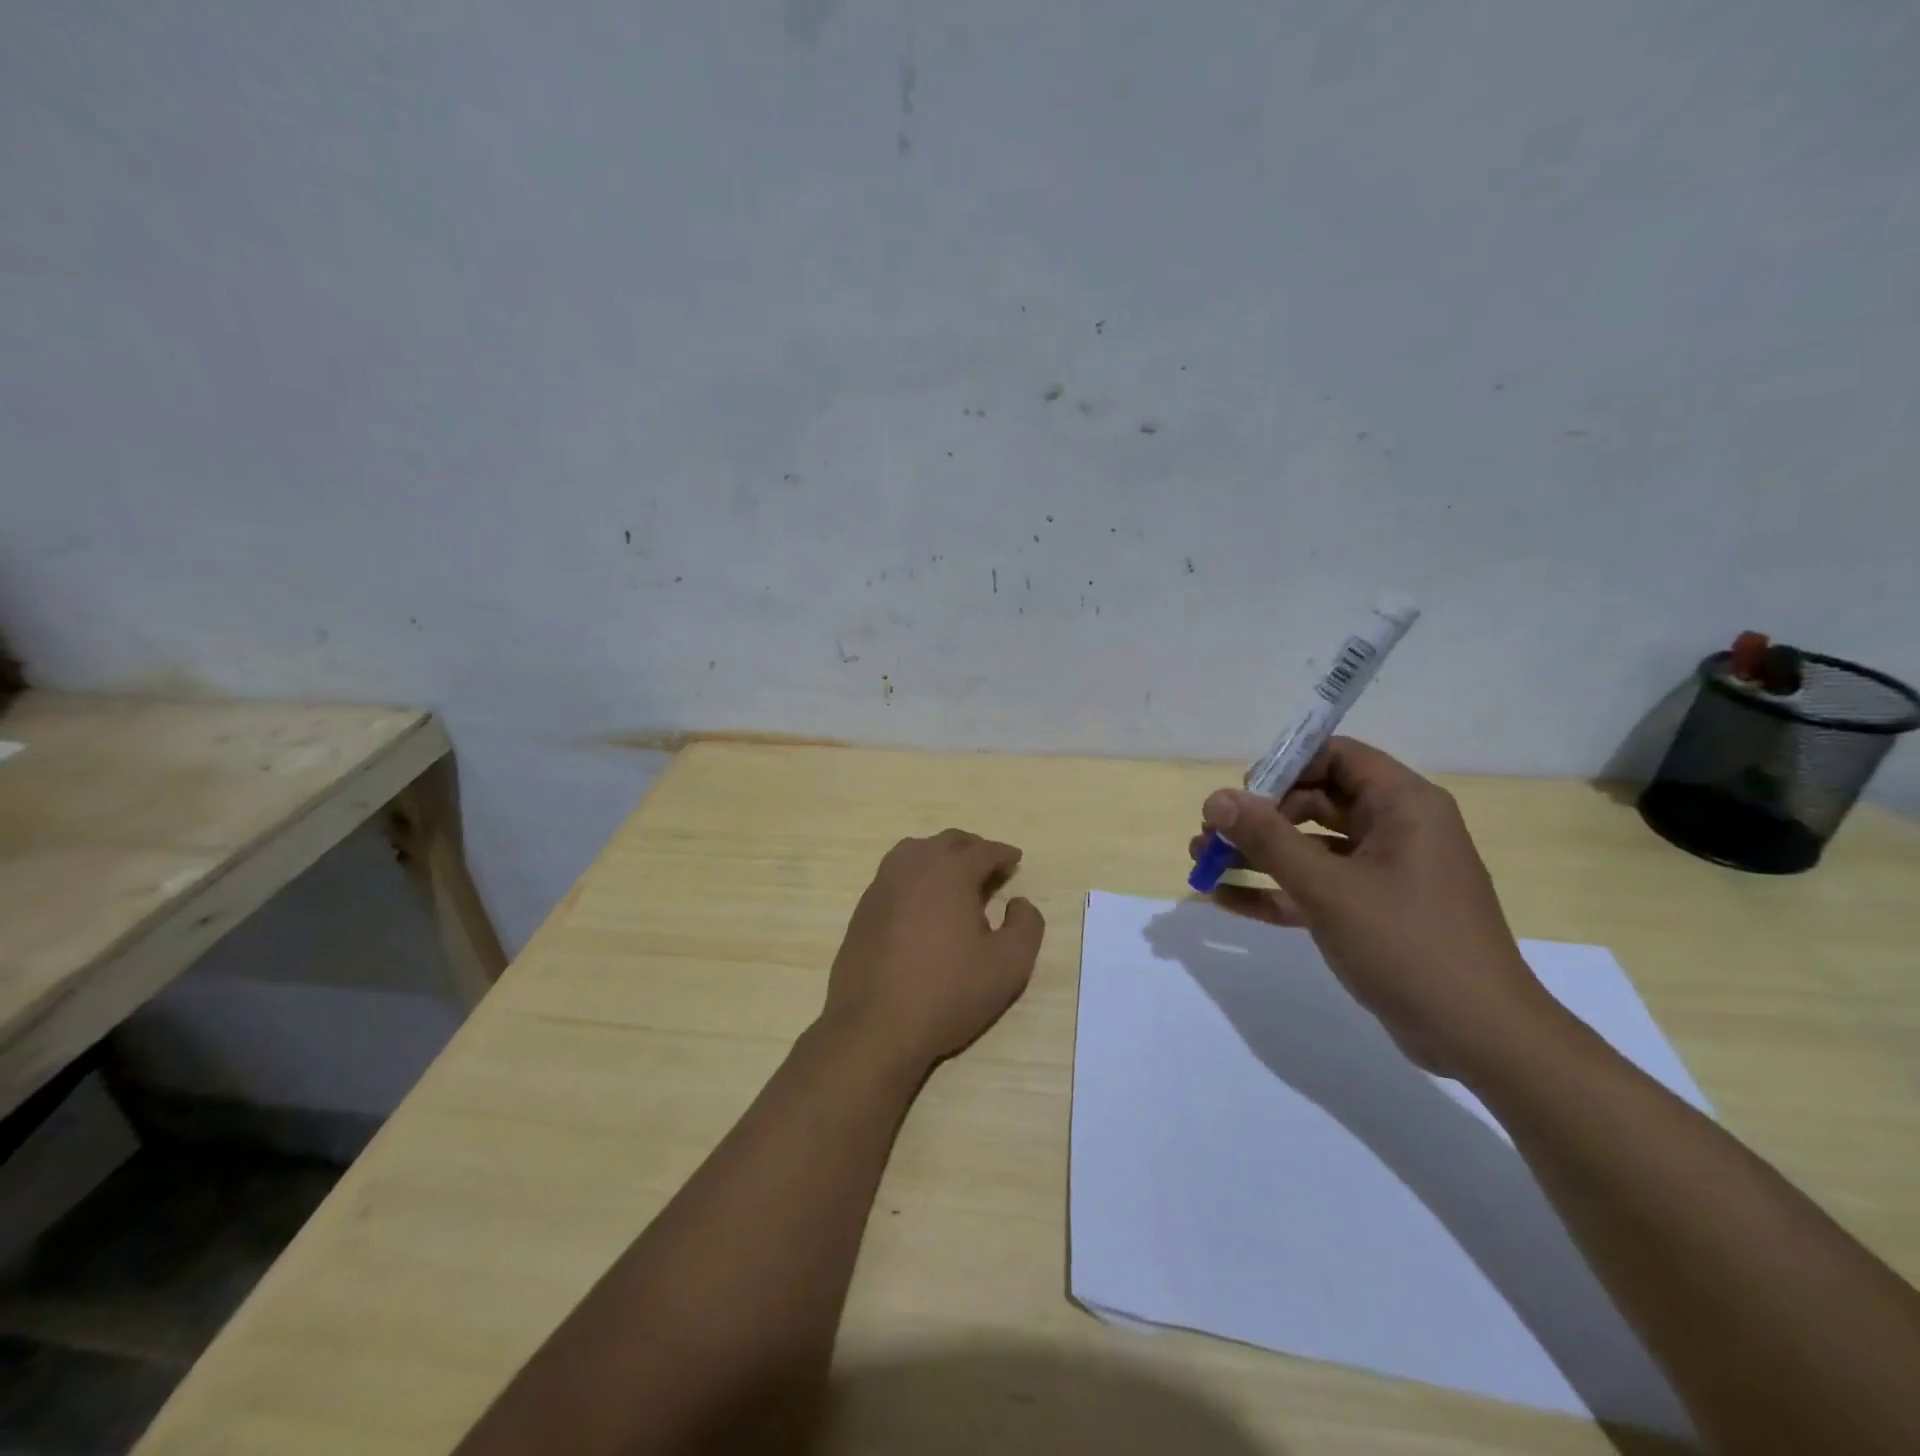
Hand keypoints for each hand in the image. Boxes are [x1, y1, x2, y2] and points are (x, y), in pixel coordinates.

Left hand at [821, 829, 1045, 1075]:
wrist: (874, 1025)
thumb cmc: (947, 992)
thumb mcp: (1008, 966)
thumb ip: (1027, 926)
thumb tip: (1019, 903)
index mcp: (950, 871)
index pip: (984, 850)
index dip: (1004, 854)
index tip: (1015, 861)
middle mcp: (913, 866)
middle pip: (948, 842)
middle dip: (973, 849)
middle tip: (990, 868)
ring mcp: (883, 884)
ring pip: (916, 851)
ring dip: (940, 857)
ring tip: (956, 880)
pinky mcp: (863, 907)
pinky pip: (895, 875)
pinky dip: (916, 876)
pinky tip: (923, 904)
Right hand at [1190, 737, 1562, 1078]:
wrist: (1479, 1038)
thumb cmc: (1407, 944)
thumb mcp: (1329, 888)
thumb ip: (1268, 839)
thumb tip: (1216, 798)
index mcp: (1403, 806)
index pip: (1337, 757)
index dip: (1285, 766)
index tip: (1241, 794)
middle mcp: (1396, 829)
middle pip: (1316, 800)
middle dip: (1259, 816)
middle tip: (1211, 834)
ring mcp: (1385, 873)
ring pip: (1311, 847)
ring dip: (1257, 853)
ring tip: (1201, 861)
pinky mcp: (1373, 912)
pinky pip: (1317, 886)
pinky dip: (1276, 890)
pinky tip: (1224, 898)